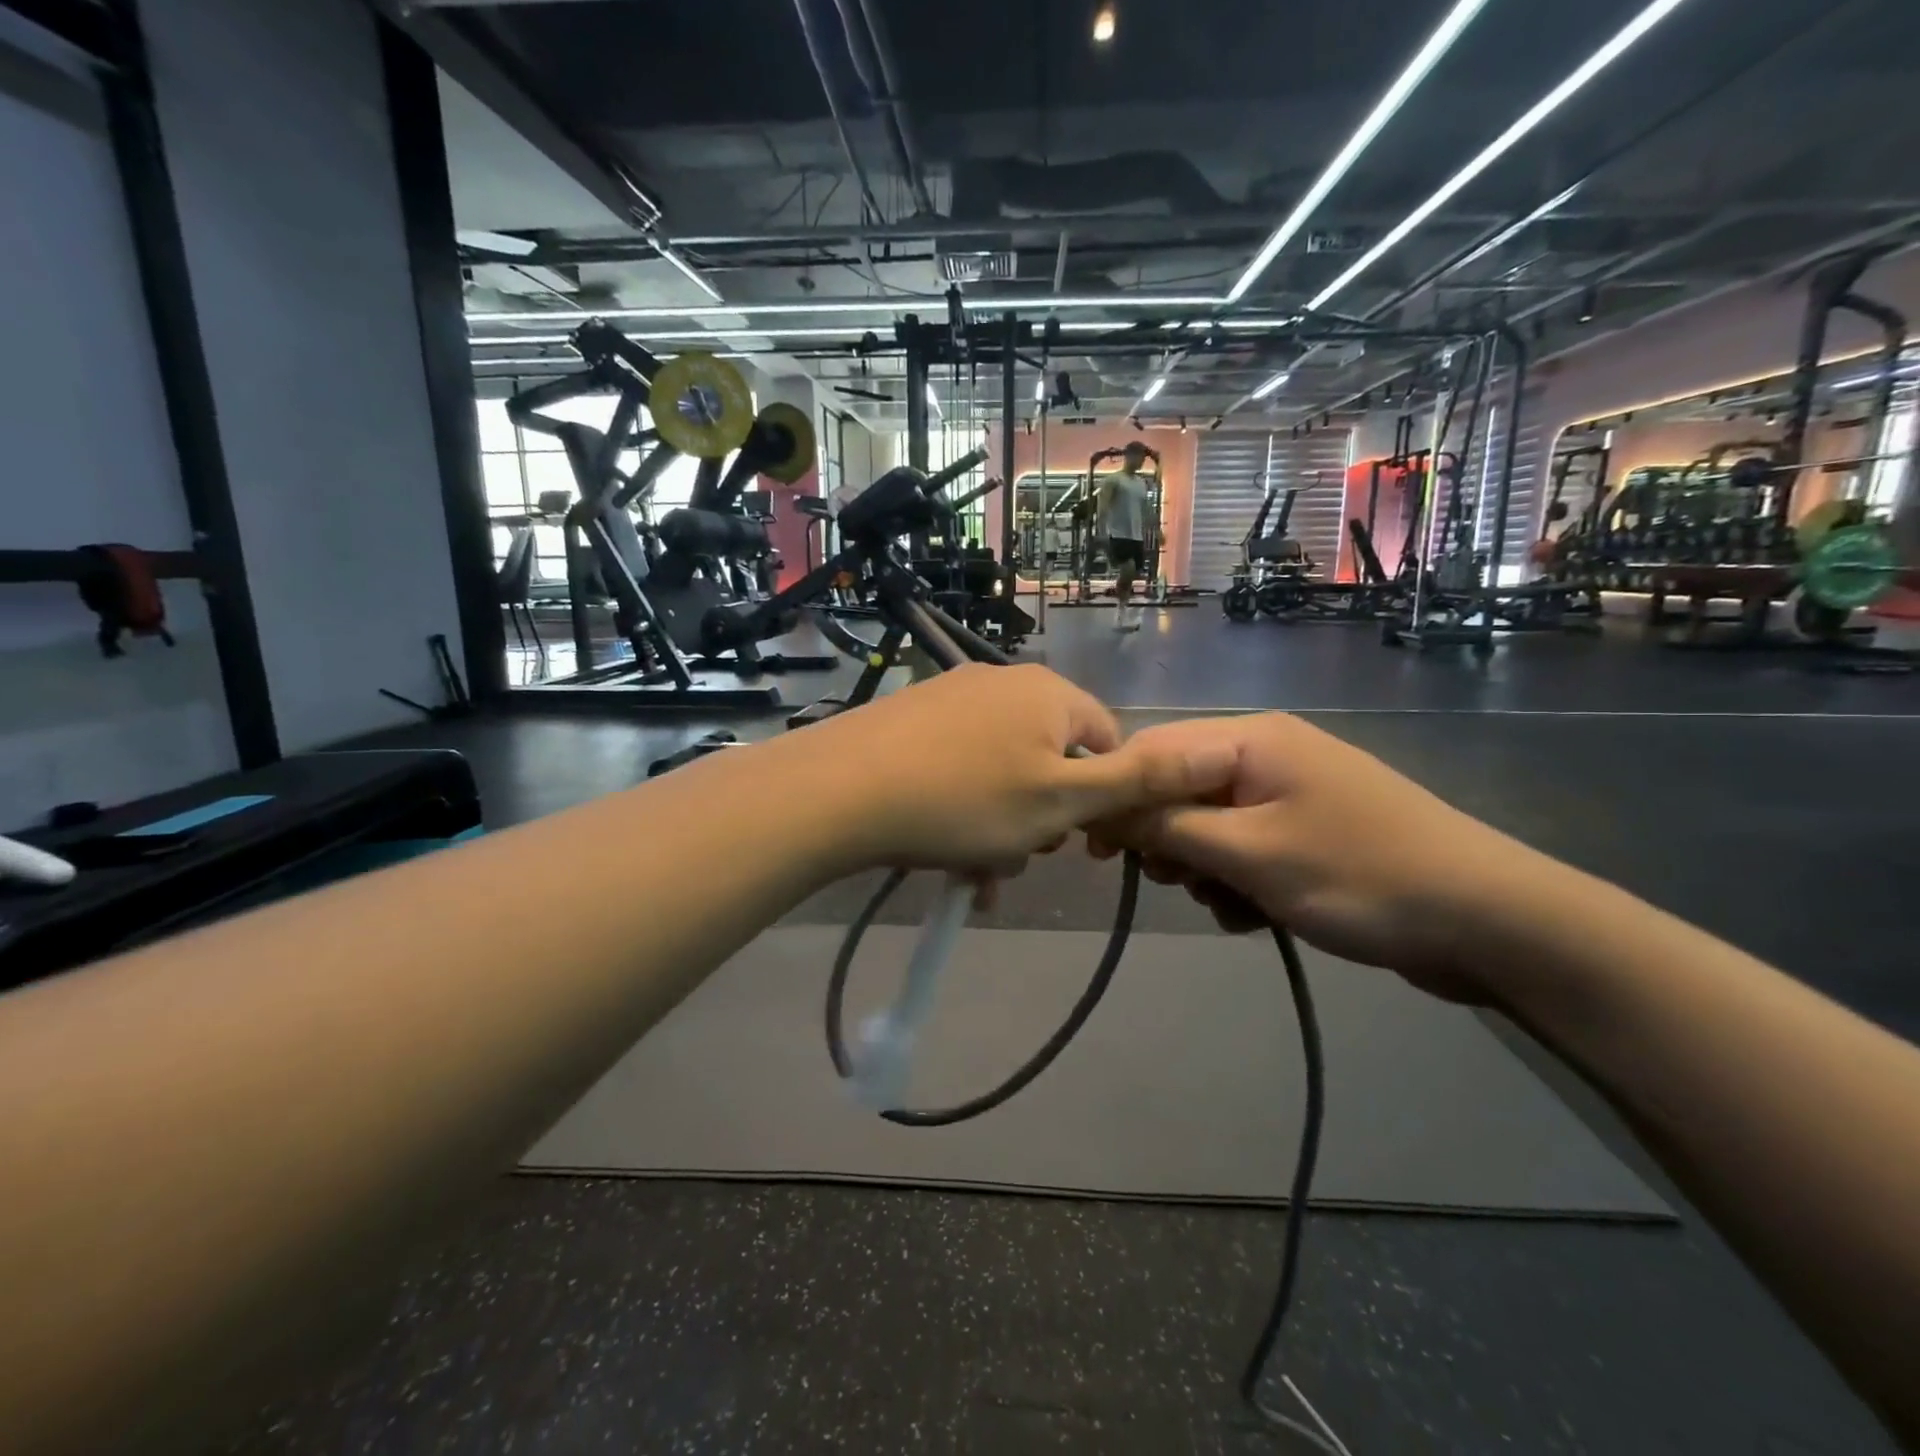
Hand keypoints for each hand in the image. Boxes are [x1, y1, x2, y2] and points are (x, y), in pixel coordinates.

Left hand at [804, 665, 1239, 880]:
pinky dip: (960, 809)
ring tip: (970, 868)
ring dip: (998, 826)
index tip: (1069, 841)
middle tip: (1011, 857)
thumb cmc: (965, 801)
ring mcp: (952, 696)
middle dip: (1040, 816)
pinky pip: (958, 766)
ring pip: (1000, 772)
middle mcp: (1004, 682)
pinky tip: (940, 850)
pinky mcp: (911, 717)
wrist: (841, 791)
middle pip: (1049, 760)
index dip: (1097, 799)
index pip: (1106, 743)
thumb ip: (1139, 781)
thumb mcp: (1062, 801)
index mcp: (1049, 694)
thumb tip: (1215, 752)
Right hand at [1089, 714, 1553, 1000]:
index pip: (1152, 751)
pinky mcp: (1311, 829)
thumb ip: (1166, 828)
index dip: (1116, 798)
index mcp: (1251, 739)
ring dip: (1204, 869)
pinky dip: (1239, 881)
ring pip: (1211, 825)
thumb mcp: (1247, 854)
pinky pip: (1247, 847)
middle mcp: (1267, 752)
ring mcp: (1292, 792)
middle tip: (1174, 883)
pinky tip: (1256, 916)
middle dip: (1166, 841)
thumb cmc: (1358, 875)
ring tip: (1229, 906)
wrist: (1488, 920)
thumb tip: (1100, 811)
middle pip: (1180, 789)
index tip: (1096, 852)